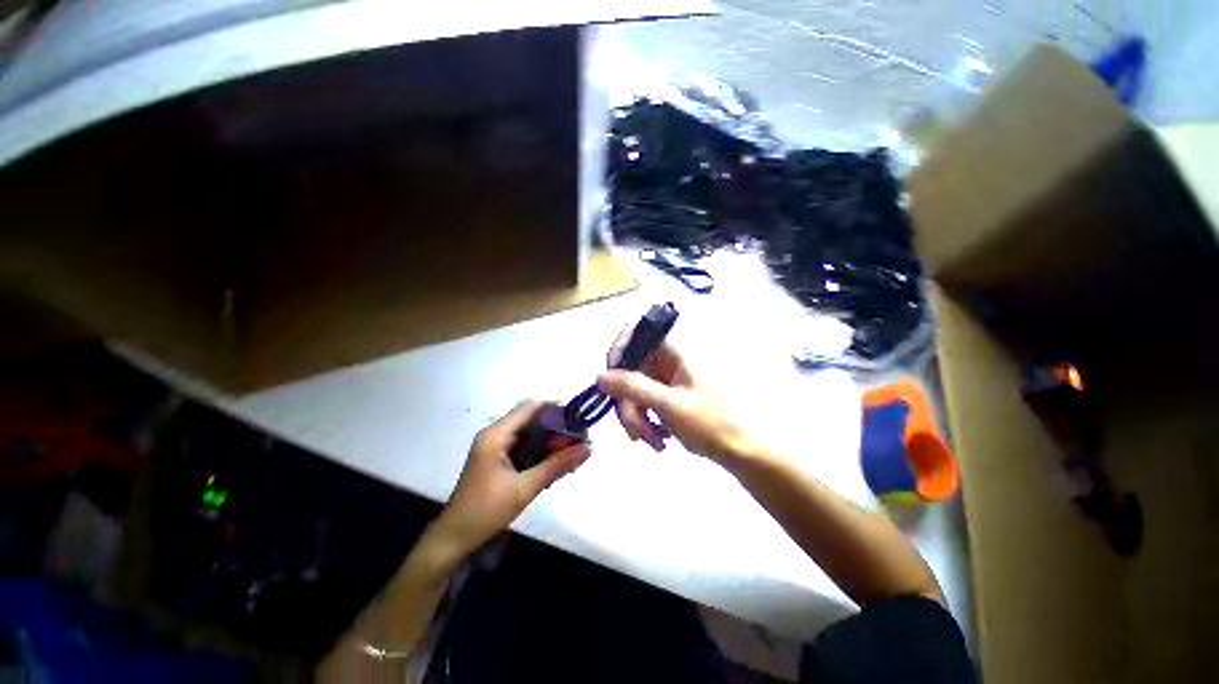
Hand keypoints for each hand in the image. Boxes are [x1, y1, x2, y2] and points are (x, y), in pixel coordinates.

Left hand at [430, 401, 590, 560]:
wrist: (454, 538)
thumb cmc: (486, 510)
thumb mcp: (526, 487)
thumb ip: (558, 465)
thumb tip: (589, 448)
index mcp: (497, 434)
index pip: (530, 407)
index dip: (555, 408)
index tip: (578, 419)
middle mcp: (495, 434)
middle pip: (531, 419)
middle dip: (556, 427)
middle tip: (579, 439)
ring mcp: (495, 447)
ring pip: (529, 433)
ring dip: (550, 441)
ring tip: (572, 453)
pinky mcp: (497, 459)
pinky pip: (524, 447)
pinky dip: (540, 452)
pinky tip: (555, 465)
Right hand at [599, 330, 753, 464]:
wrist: (739, 451)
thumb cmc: (711, 423)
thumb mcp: (669, 404)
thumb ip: (633, 387)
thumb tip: (600, 376)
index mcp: (673, 351)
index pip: (636, 333)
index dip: (618, 351)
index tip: (610, 381)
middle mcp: (666, 360)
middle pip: (628, 369)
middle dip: (627, 402)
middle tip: (636, 432)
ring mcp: (665, 379)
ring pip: (632, 389)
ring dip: (635, 417)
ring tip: (652, 441)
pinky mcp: (664, 396)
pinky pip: (641, 403)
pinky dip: (643, 421)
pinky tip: (657, 439)